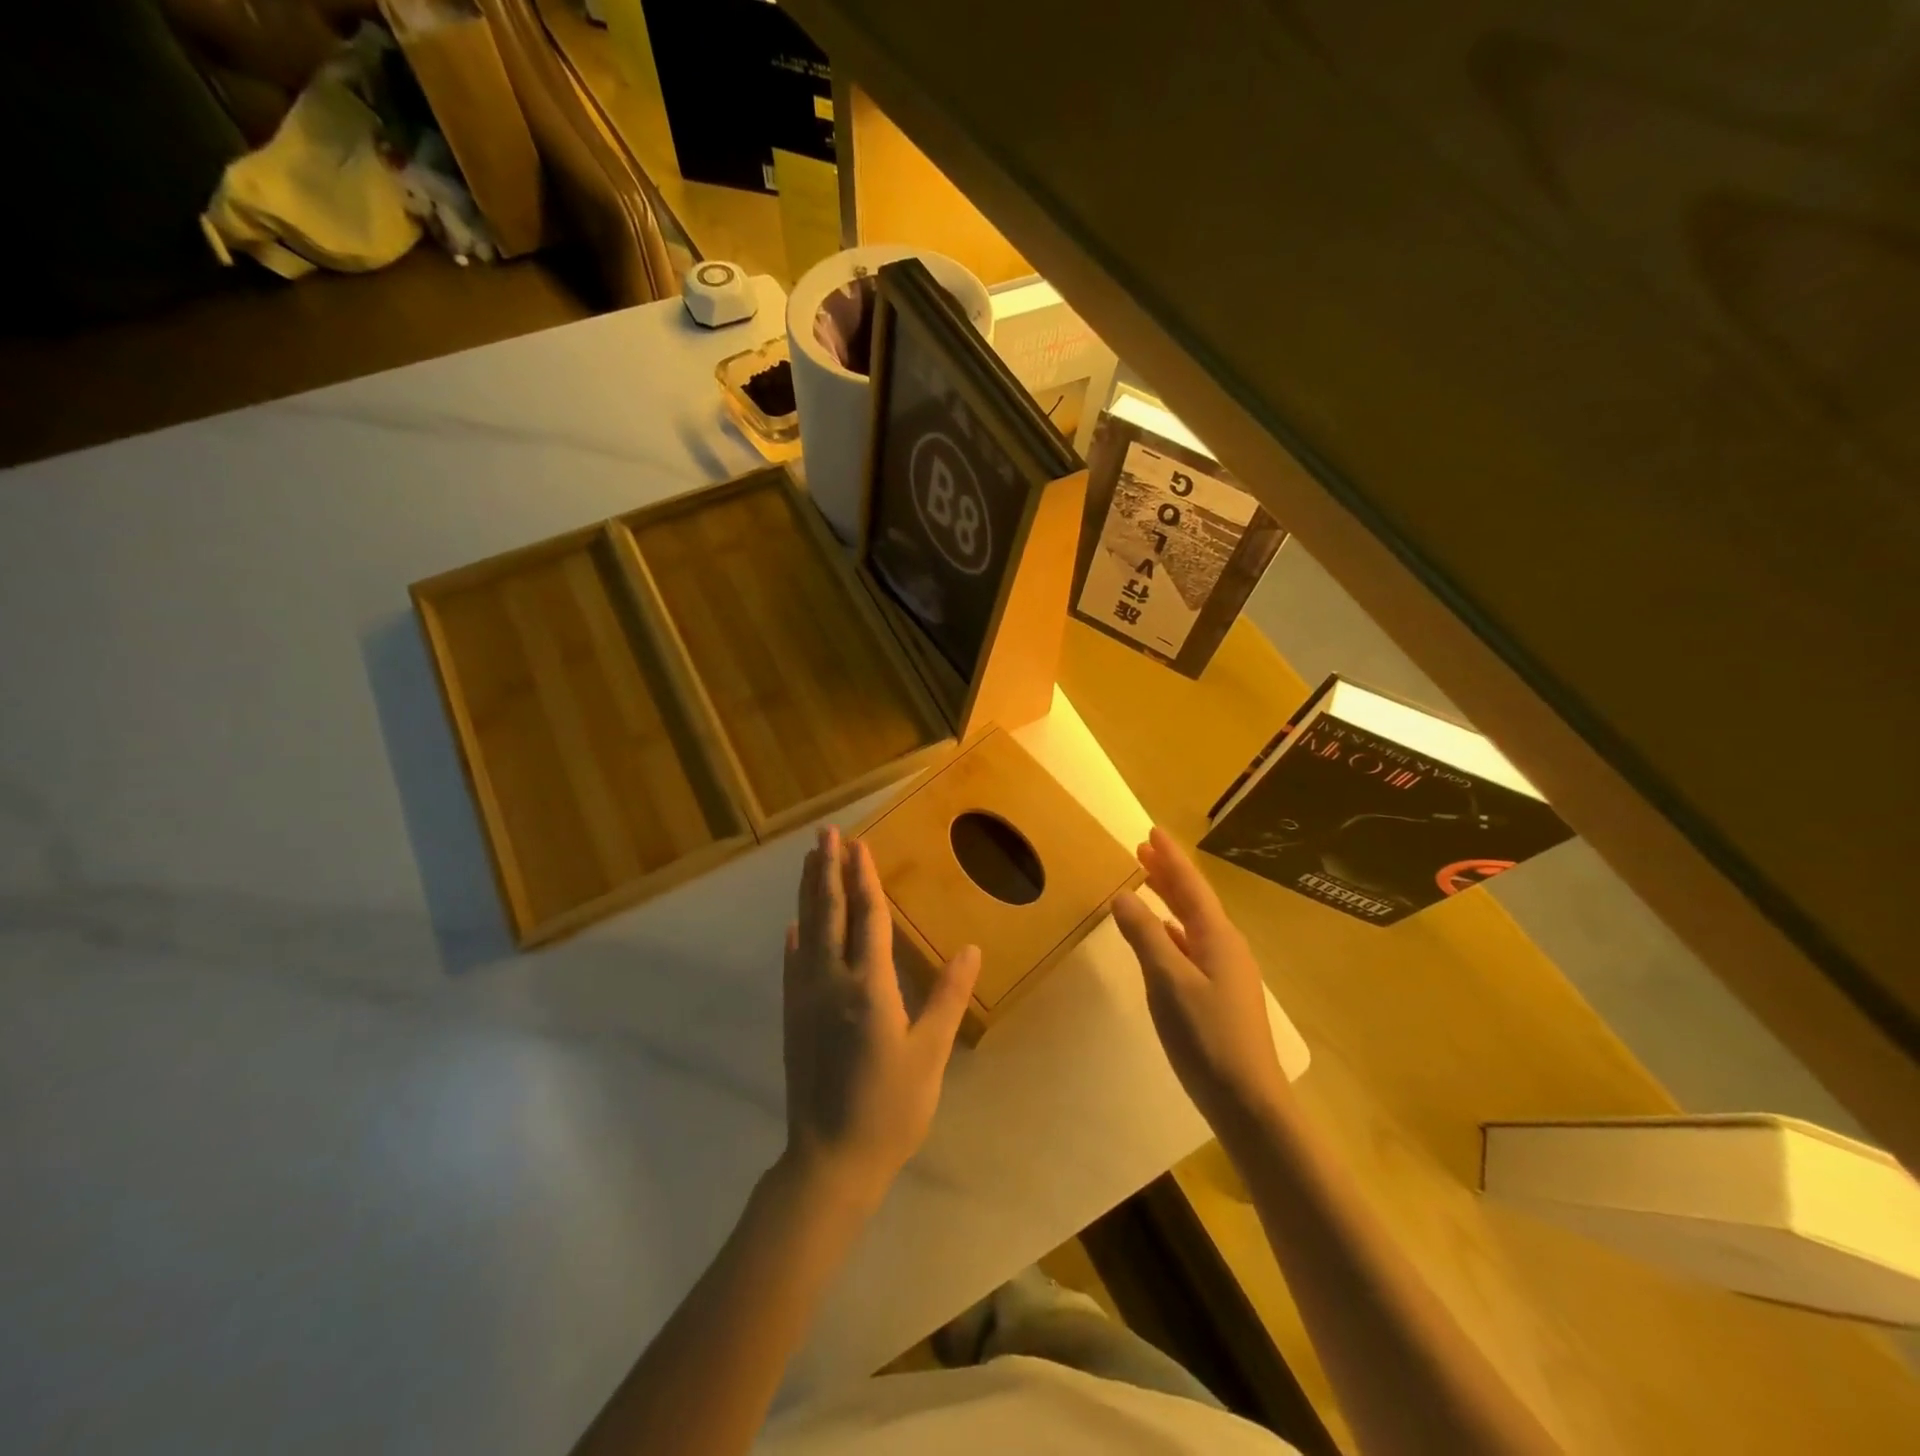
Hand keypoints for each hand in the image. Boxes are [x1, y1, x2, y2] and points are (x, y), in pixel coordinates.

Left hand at [781, 826, 980, 1207]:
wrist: (828, 1160)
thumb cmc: (889, 1108)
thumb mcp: (929, 1055)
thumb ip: (947, 998)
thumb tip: (972, 949)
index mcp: (870, 988)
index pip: (868, 919)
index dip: (865, 878)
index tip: (859, 844)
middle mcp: (831, 982)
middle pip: (830, 914)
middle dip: (829, 870)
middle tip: (826, 833)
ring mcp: (805, 999)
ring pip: (807, 931)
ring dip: (810, 893)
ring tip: (811, 860)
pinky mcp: (792, 1017)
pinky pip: (792, 965)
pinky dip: (795, 937)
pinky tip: (794, 925)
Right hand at [1112, 826, 1287, 1133]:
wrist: (1248, 1101)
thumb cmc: (1207, 1037)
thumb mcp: (1169, 982)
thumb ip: (1145, 936)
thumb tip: (1123, 895)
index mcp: (1218, 938)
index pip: (1190, 886)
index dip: (1170, 858)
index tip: (1152, 831)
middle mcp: (1226, 948)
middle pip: (1194, 901)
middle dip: (1168, 874)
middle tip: (1143, 850)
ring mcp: (1226, 973)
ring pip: (1193, 923)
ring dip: (1170, 900)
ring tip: (1147, 883)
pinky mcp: (1220, 995)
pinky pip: (1192, 946)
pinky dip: (1173, 931)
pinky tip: (1163, 936)